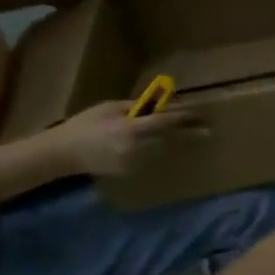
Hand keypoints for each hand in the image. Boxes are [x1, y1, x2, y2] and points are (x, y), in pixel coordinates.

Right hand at [45, 100, 206, 178]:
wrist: (64, 153)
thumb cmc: (85, 124)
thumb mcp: (109, 108)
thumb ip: (138, 107)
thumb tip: (163, 103)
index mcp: (130, 128)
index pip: (165, 122)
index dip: (184, 117)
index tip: (200, 114)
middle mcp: (137, 147)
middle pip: (171, 138)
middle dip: (191, 133)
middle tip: (211, 130)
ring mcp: (135, 162)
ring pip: (165, 150)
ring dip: (179, 143)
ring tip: (197, 136)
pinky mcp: (133, 171)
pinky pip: (153, 158)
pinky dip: (161, 151)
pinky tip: (167, 148)